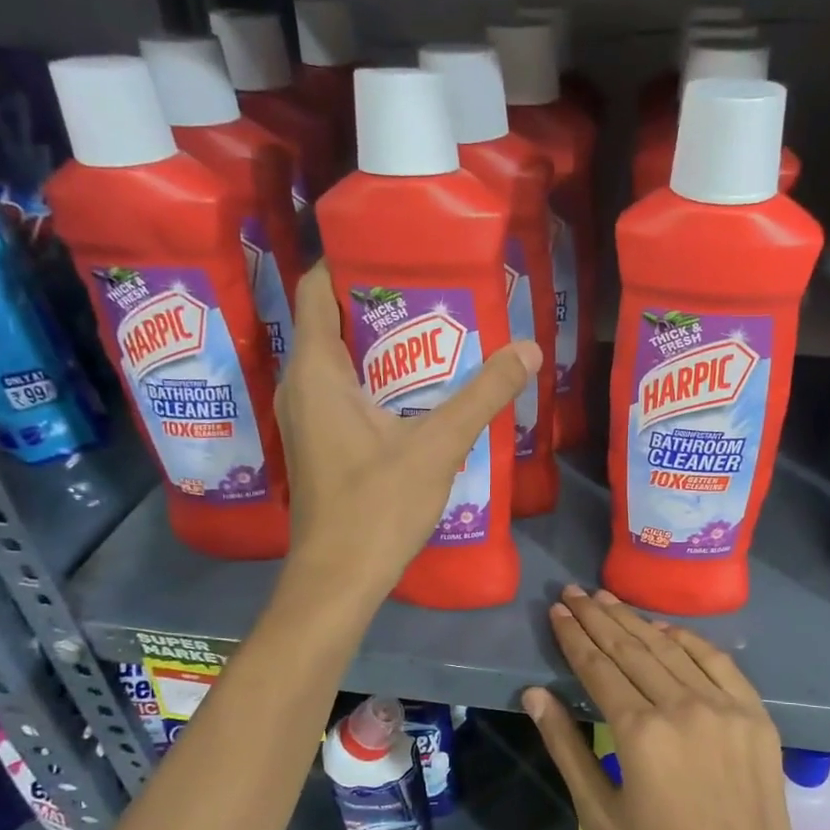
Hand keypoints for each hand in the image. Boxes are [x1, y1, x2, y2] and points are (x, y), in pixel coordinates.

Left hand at [277, 263, 540, 601]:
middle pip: (330, 323)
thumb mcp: (438, 446)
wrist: (339, 578)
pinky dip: (375, 381)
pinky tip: (416, 393)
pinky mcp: (319, 446)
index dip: (347, 262)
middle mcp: (300, 387)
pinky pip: (342, 393)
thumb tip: (529, 349)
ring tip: (434, 335)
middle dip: (378, 303)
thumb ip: (483, 395)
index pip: (314, 290)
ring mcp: (306, 419)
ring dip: (380, 346)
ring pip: (338, 362)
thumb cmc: (377, 506)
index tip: (396, 251)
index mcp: (316, 372)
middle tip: (432, 291)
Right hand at [521, 586, 820, 829]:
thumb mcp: (599, 816)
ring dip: (636, 620)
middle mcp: (682, 707)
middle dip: (598, 617)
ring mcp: (724, 706)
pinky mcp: (754, 714)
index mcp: (640, 734)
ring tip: (608, 598)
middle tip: (574, 592)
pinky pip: (717, 661)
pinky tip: (664, 627)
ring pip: (671, 648)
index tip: (557, 611)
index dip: (574, 637)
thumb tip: (534, 694)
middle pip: (632, 648)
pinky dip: (688, 639)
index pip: (598, 668)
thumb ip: (566, 747)